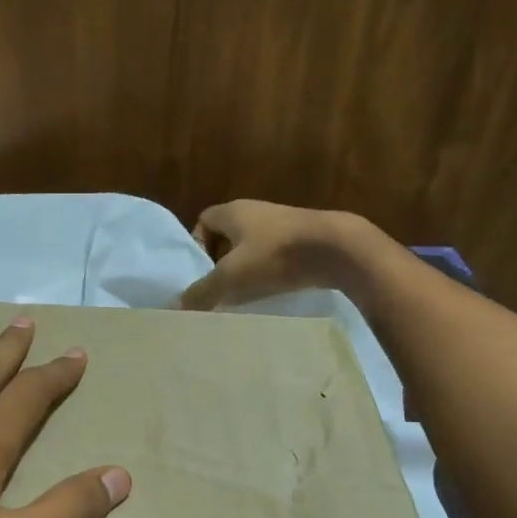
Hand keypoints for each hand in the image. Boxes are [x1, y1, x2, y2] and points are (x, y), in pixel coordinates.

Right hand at [177, 201, 364, 309]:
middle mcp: (258, 211)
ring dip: (247, 268)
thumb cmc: (276, 256)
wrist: (338, 249)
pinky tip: (274, 292)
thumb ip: (202, 292)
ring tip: (245, 295)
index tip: (201, 271)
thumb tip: (178, 306)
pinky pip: (278, 254)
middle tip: (219, 288)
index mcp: (234, 211)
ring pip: (254, 246)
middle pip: (229, 235)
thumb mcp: (231, 278)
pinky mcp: (306, 239)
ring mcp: (284, 224)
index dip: (197, 244)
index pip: (204, 219)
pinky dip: (271, 271)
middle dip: (221, 261)